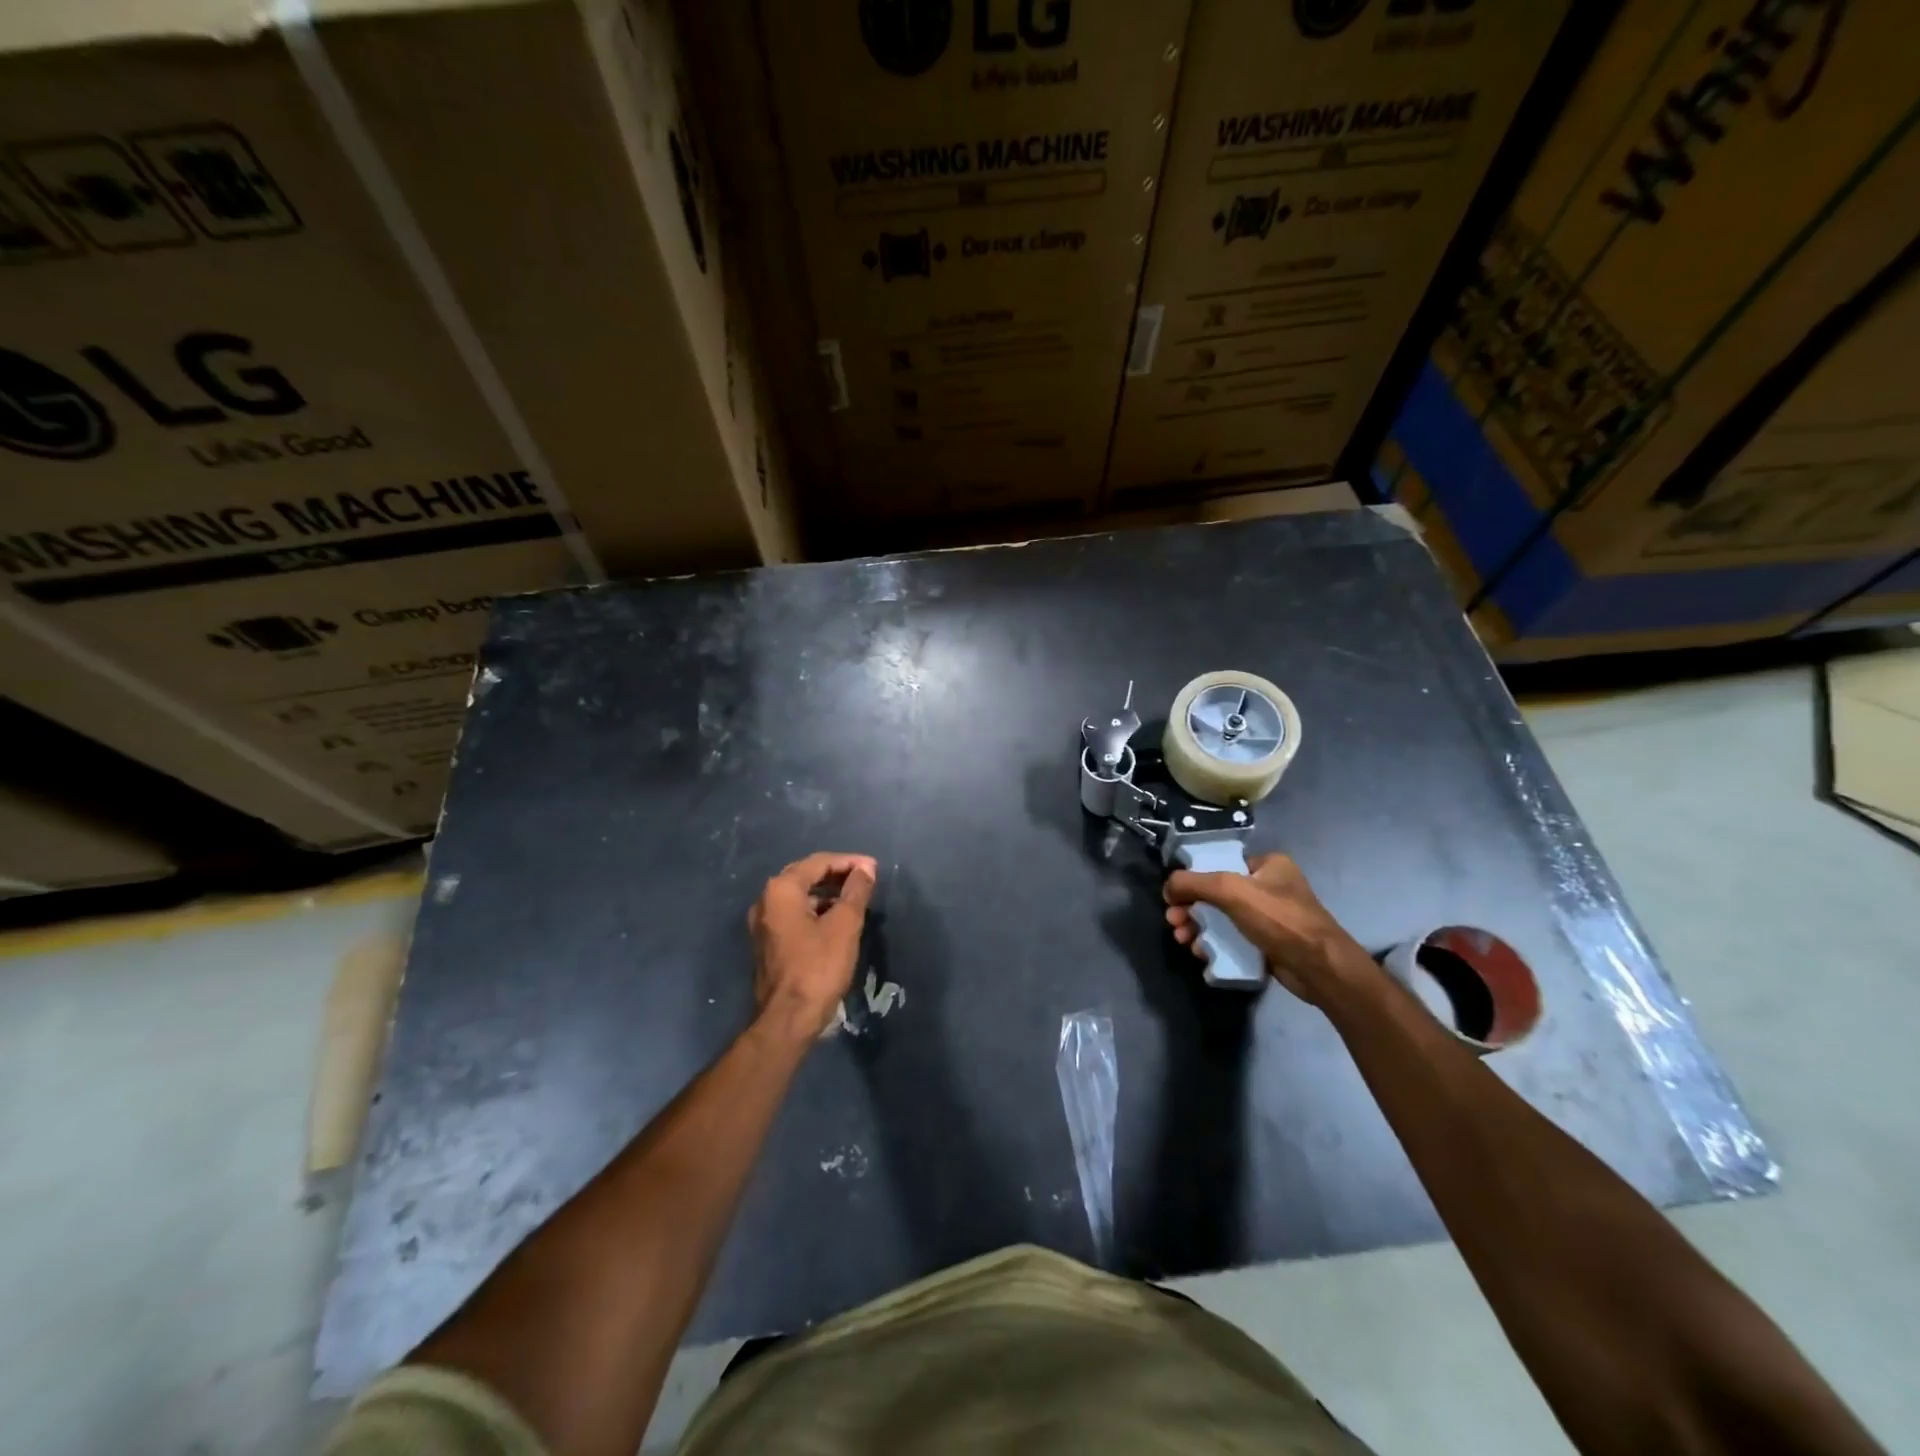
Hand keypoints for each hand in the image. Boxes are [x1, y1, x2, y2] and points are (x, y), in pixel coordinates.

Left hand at [748, 852, 877, 1040]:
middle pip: (805, 875)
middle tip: (865, 877)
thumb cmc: (818, 967)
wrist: (788, 1019)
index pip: (818, 862)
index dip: (848, 862)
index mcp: (781, 891)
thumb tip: (866, 869)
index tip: (873, 868)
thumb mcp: (844, 925)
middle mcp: (765, 901)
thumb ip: (856, 891)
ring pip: (799, 896)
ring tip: (855, 898)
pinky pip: (794, 914)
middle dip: (836, 874)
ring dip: (827, 893)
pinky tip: (836, 919)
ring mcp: (763, 924)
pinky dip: (816, 910)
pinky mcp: (767, 943)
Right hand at [1164, 852, 1371, 1005]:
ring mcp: (1271, 917)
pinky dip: (1215, 944)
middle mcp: (1270, 887)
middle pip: (1217, 893)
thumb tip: (1168, 887)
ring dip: (1199, 927)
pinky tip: (1201, 952)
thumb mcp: (1230, 891)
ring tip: (1183, 940)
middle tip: (1174, 922)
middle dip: (1191, 908)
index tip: (1174, 897)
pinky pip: (1234, 939)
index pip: (1221, 864)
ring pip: (1223, 918)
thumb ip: (1194, 883)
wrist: (1320, 968)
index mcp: (1268, 865)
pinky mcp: (1269, 943)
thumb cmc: (1279, 920)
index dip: (1194, 879)